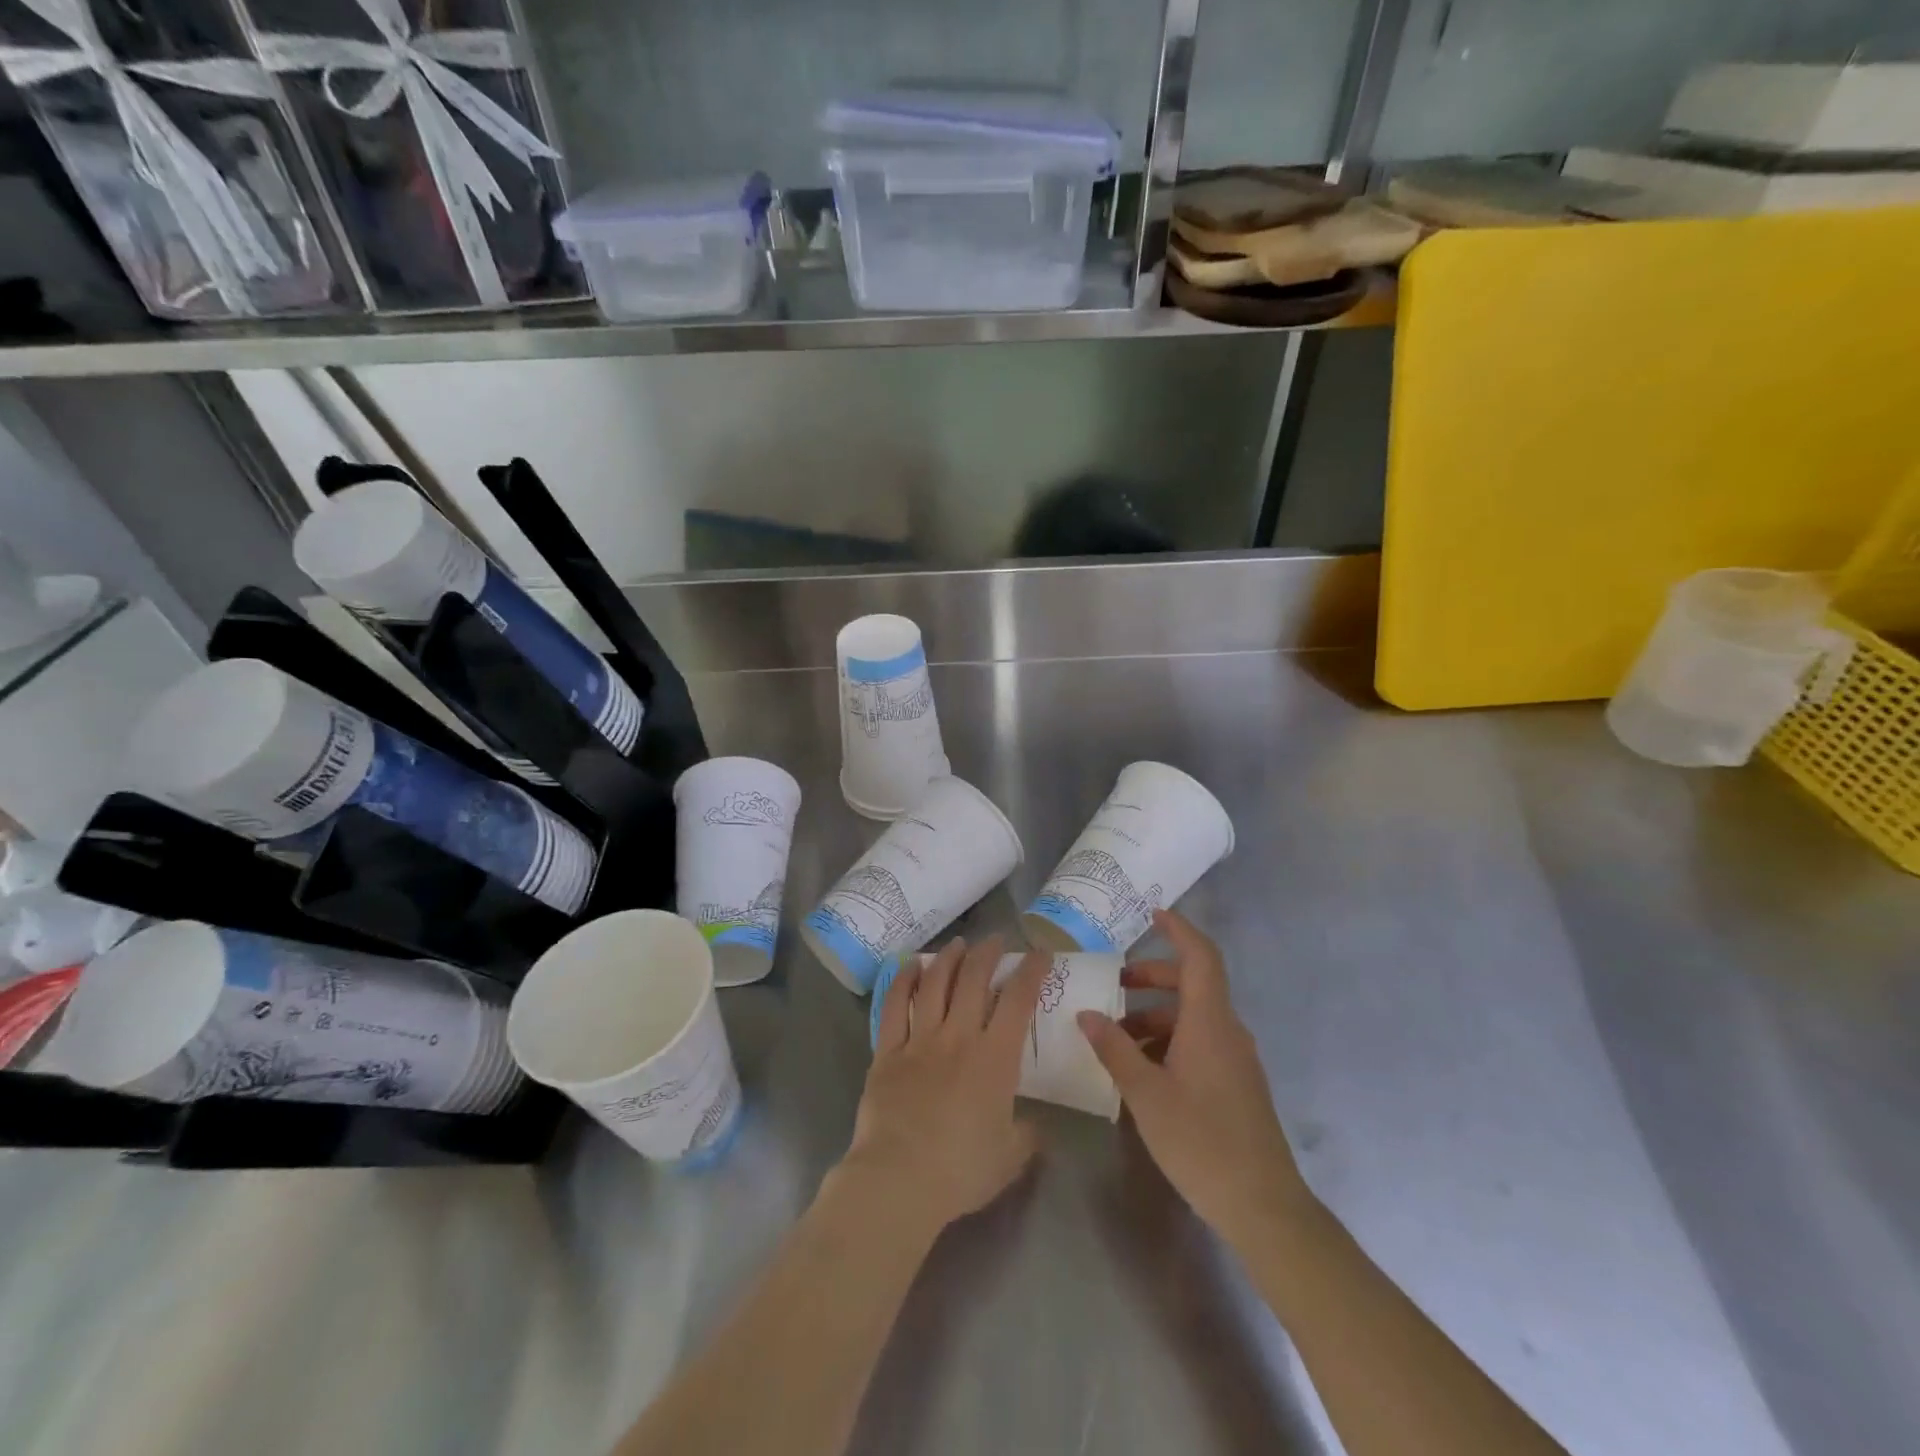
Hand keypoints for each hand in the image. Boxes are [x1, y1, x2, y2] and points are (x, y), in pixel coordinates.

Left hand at [836, 936, 1046, 1238]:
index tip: (1040, 953)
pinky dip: (903, 980)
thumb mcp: (1010, 1157)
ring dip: (949, 958)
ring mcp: (919, 1040)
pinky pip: (894, 1006)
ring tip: (958, 944)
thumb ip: (1028, 1135)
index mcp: (994, 1058)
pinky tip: (910, 965)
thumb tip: (1036, 1126)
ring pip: (935, 983)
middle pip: (974, 980)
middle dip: (988, 953)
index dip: (1031, 971)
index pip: (1018, 1000)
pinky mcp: (887, 1051)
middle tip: (996, 940)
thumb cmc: (961, 1170)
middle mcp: (958, 1037)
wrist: (899, 1180)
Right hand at [1078, 909, 1313, 1249]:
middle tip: (1113, 986)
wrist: (1264, 1207)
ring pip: (1193, 1018)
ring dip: (1154, 1017)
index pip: (1200, 956)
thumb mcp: (1146, 1094)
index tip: (1152, 913)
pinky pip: (1199, 1043)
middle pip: (1192, 984)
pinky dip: (1168, 1042)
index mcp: (1210, 1022)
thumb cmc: (1202, 1142)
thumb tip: (1087, 1013)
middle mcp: (1227, 1031)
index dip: (1178, 929)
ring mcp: (1235, 1059)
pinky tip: (1140, 1071)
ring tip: (1115, 1038)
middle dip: (1151, 979)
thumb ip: (1114, 1049)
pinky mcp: (1235, 1084)